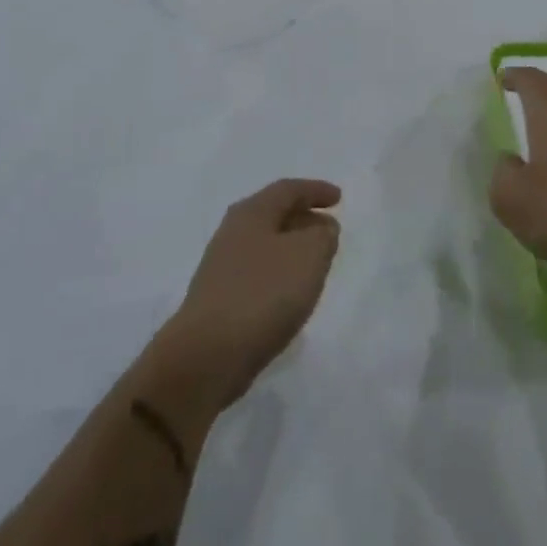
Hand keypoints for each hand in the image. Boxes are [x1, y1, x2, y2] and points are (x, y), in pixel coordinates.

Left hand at [155, 178, 341, 412]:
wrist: (207, 355)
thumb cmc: (263, 293)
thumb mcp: (308, 256)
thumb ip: (323, 236)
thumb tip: (322, 228)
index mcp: (252, 213)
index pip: (288, 189)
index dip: (315, 190)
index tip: (339, 198)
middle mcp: (233, 232)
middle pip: (274, 214)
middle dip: (304, 217)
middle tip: (329, 230)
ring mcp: (223, 266)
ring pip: (266, 244)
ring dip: (293, 247)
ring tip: (316, 262)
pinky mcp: (220, 298)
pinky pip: (258, 272)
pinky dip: (280, 272)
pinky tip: (291, 293)